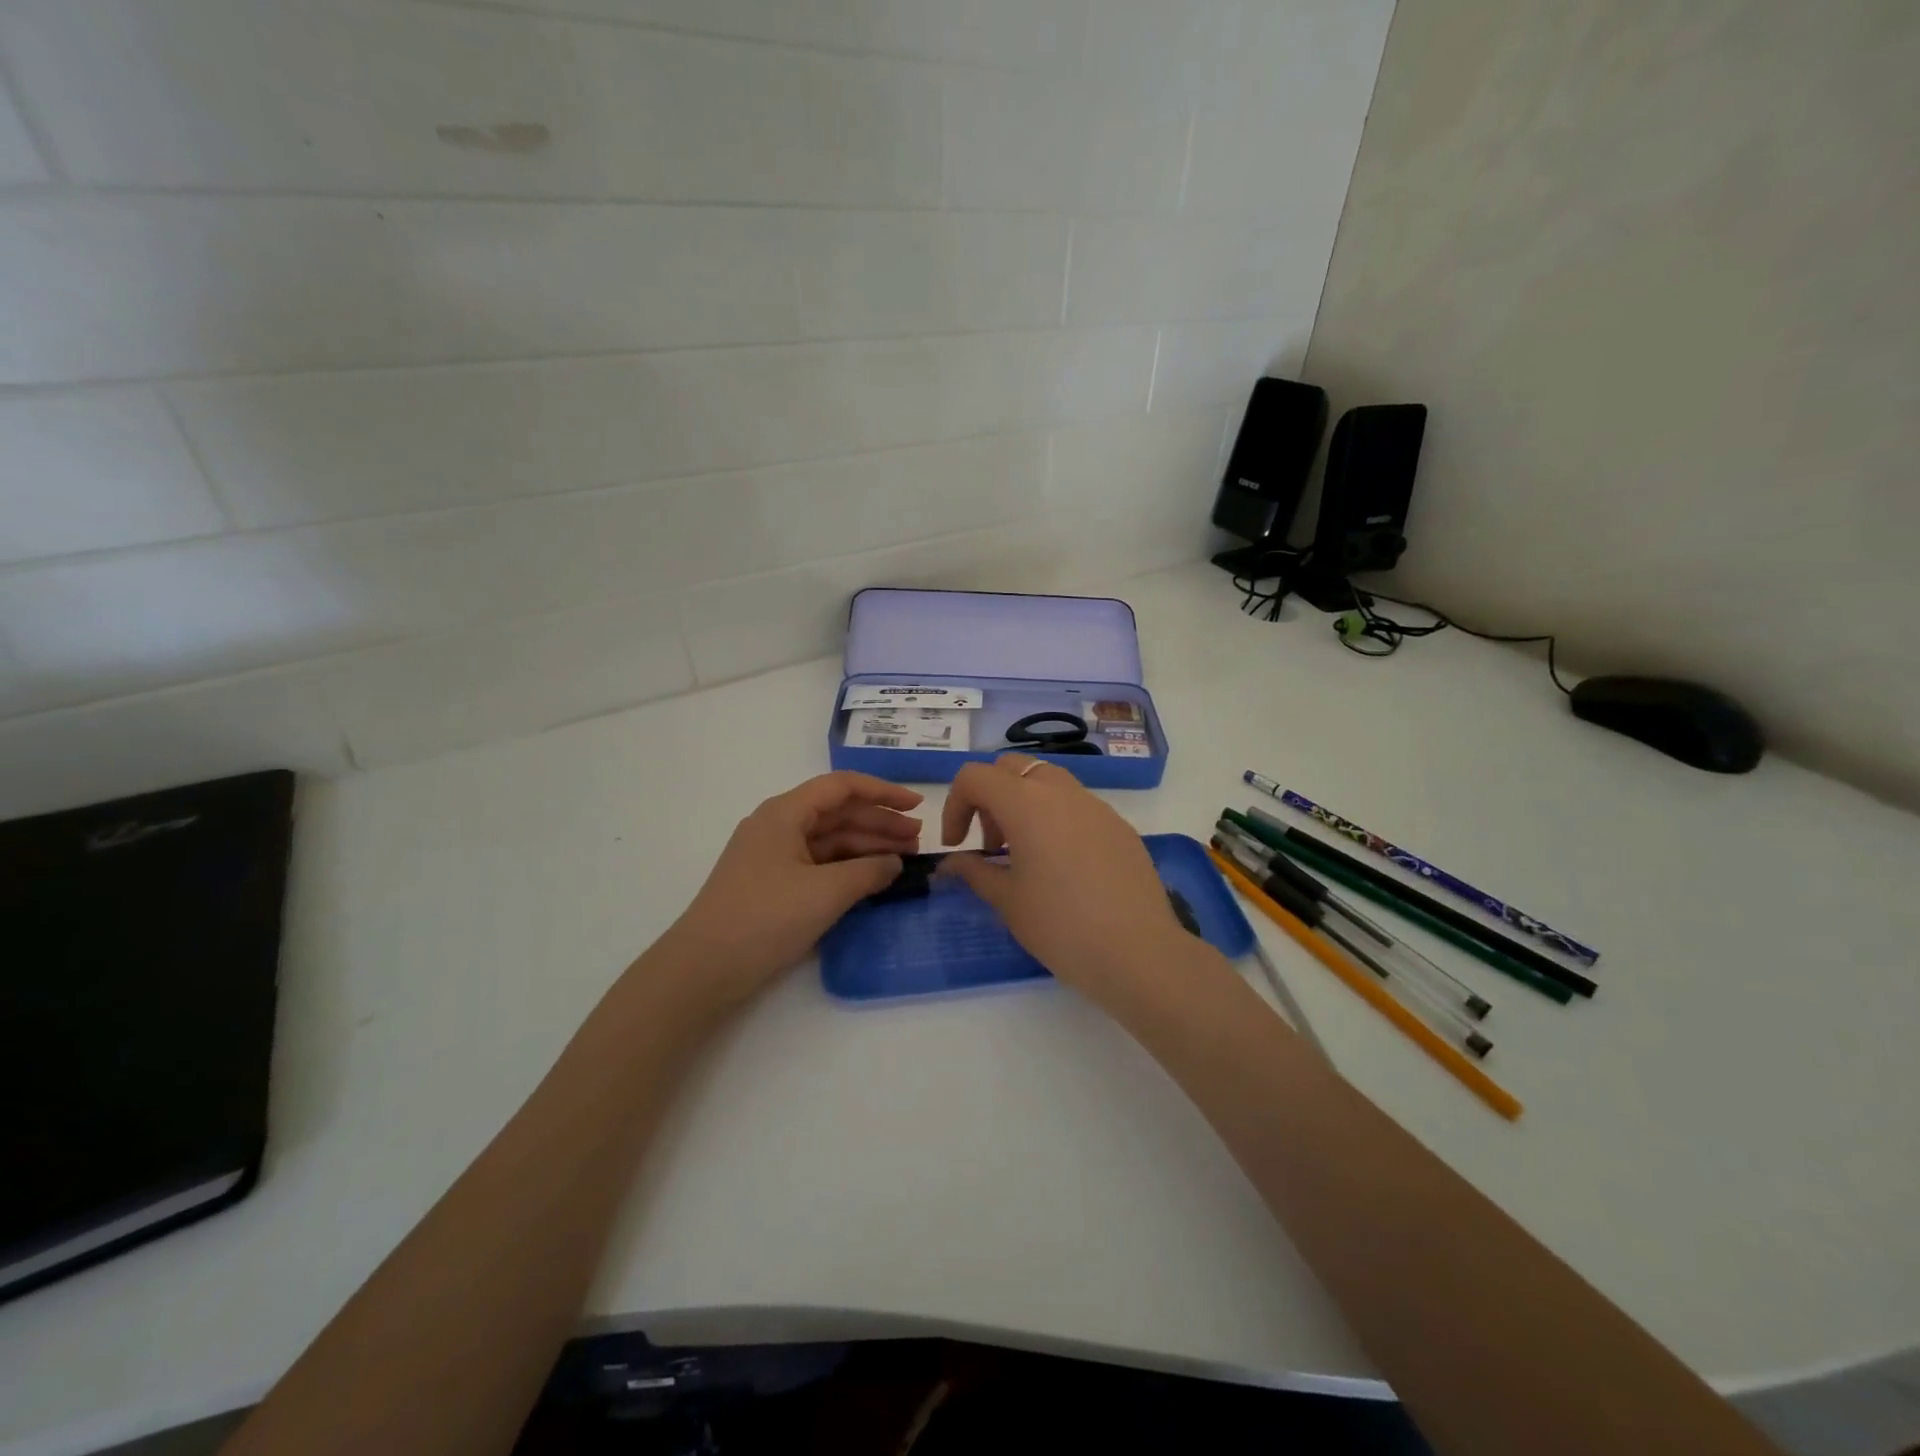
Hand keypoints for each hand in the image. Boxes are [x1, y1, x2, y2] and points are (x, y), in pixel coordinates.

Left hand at [657, 772, 921, 1009]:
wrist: (703, 970)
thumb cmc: (765, 918)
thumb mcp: (826, 892)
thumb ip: (869, 872)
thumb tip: (894, 864)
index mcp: (784, 813)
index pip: (842, 787)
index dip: (883, 793)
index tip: (918, 806)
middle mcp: (778, 826)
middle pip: (838, 813)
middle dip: (880, 823)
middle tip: (918, 840)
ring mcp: (774, 857)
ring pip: (830, 841)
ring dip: (867, 847)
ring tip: (904, 860)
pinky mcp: (773, 885)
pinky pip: (819, 865)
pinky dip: (848, 869)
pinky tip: (873, 879)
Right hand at [939, 755, 1189, 1000]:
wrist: (1138, 952)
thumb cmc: (1060, 925)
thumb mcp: (1007, 900)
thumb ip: (974, 871)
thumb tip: (953, 862)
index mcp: (1026, 803)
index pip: (975, 777)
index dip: (955, 806)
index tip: (957, 845)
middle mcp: (1061, 792)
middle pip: (1012, 768)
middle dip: (991, 798)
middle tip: (991, 846)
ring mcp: (1096, 806)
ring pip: (1048, 783)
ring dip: (1024, 805)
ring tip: (1025, 856)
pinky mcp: (1120, 826)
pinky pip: (1078, 807)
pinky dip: (1057, 821)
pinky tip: (1064, 868)